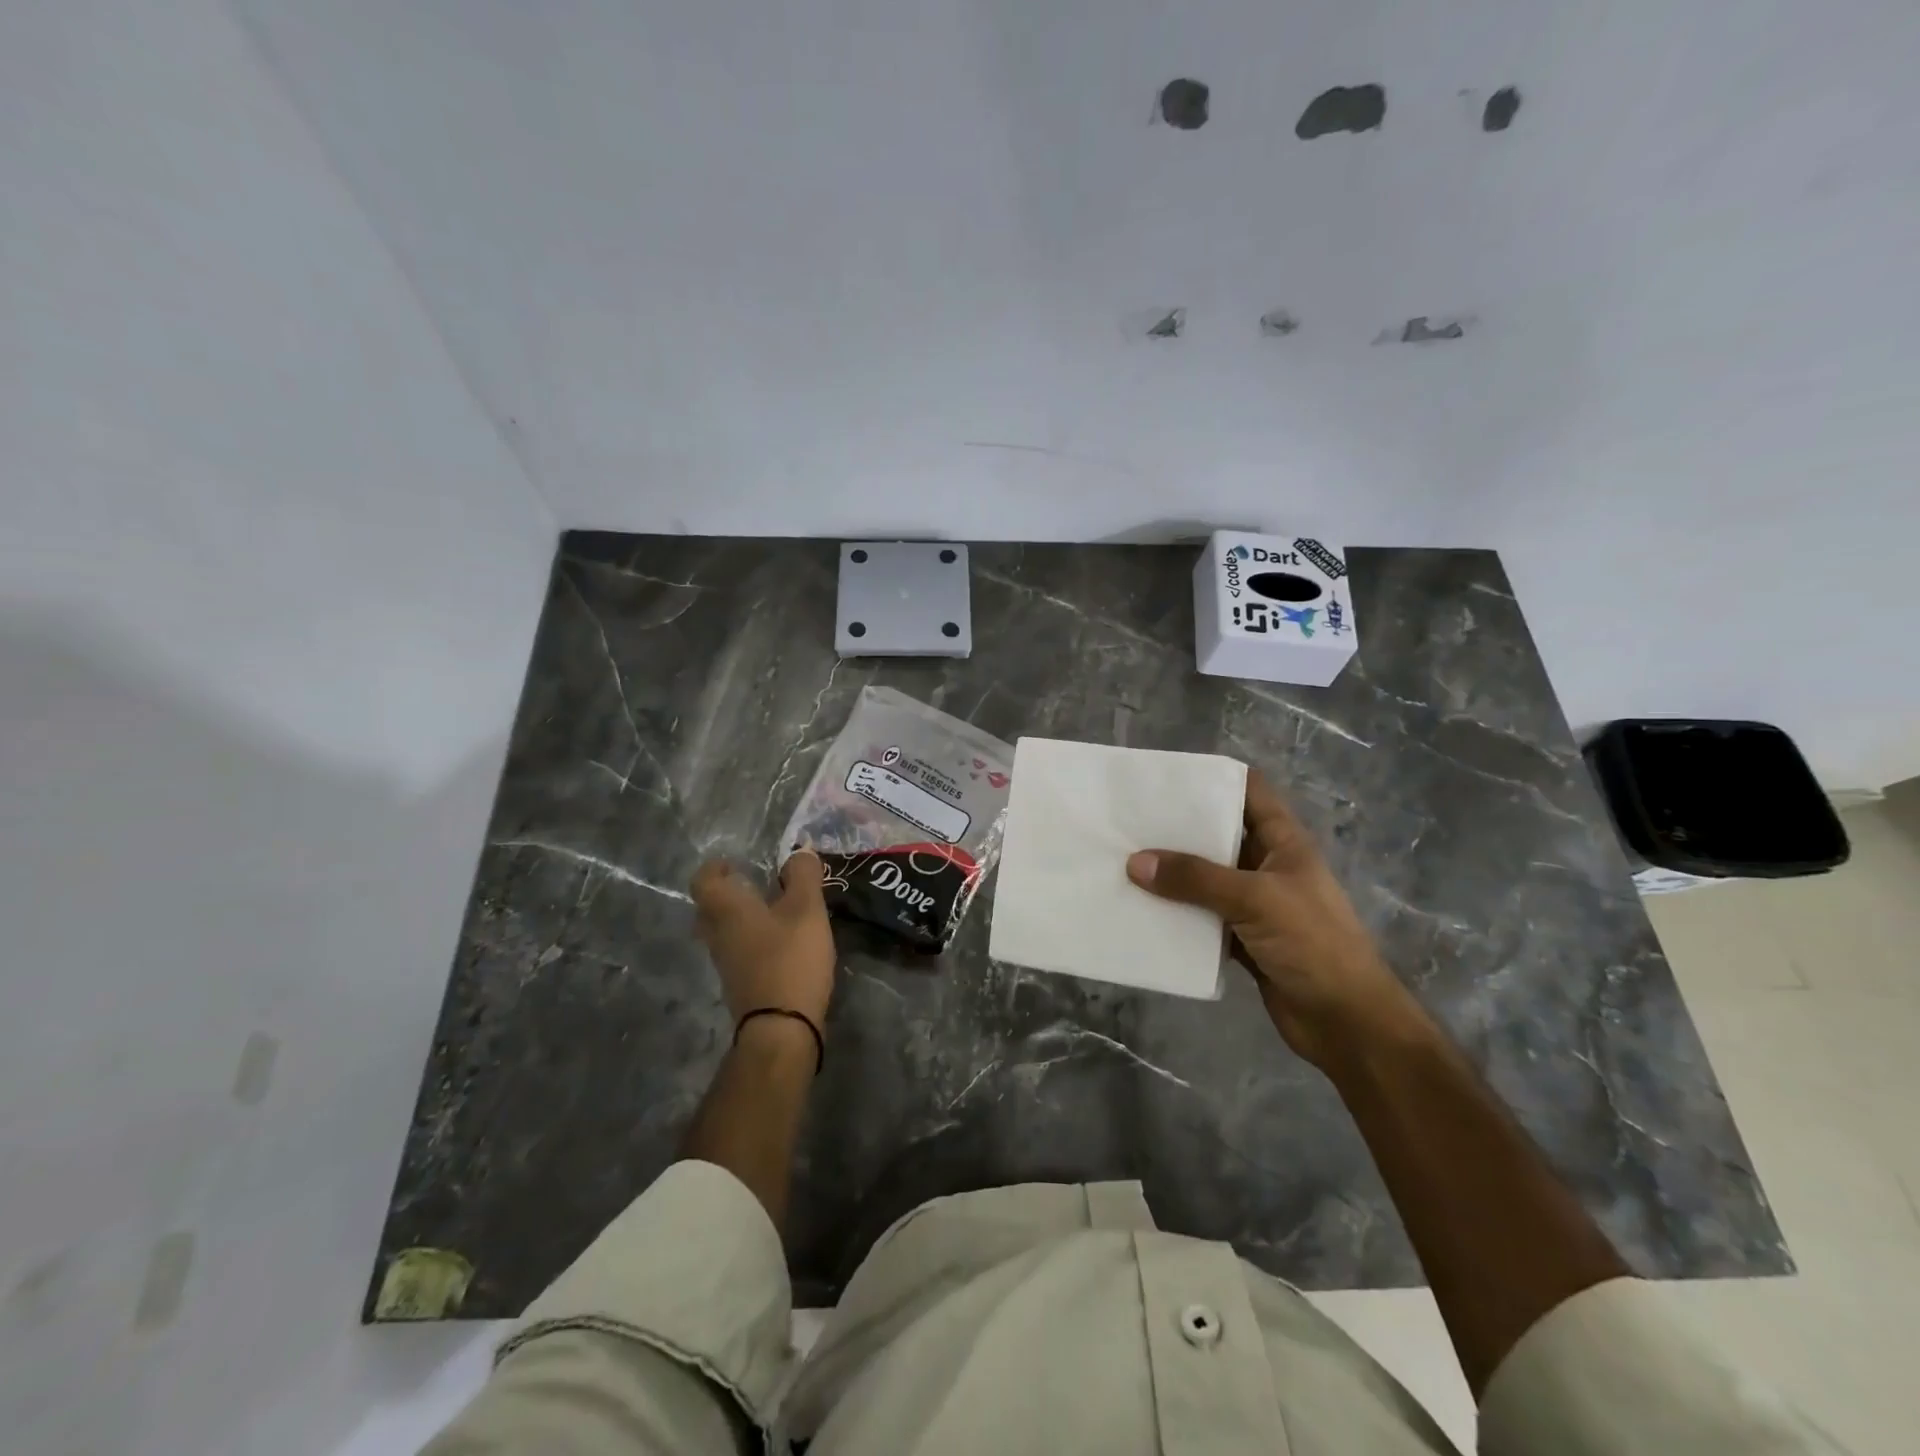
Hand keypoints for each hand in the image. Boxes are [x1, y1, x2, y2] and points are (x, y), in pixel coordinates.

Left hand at [690, 851, 835, 1035]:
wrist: (781, 1028)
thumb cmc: (790, 958)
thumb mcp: (806, 910)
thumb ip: (804, 876)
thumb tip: (800, 851)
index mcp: (727, 910)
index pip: (703, 881)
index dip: (715, 868)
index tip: (734, 862)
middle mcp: (718, 935)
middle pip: (709, 909)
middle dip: (728, 894)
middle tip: (753, 885)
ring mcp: (726, 964)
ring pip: (723, 933)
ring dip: (741, 920)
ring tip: (774, 912)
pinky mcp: (740, 985)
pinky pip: (738, 953)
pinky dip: (753, 942)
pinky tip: (781, 944)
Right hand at [1126, 769, 1416, 1064]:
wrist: (1347, 1023)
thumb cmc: (1313, 944)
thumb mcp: (1256, 899)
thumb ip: (1195, 878)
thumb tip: (1135, 862)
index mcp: (1284, 843)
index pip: (1250, 793)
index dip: (1214, 779)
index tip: (1166, 777)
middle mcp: (1268, 867)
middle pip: (1219, 836)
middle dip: (1179, 829)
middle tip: (1130, 822)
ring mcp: (1256, 905)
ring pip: (1206, 880)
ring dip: (1173, 875)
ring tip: (1125, 863)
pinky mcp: (1243, 940)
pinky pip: (1202, 918)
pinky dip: (1177, 915)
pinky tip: (1143, 910)